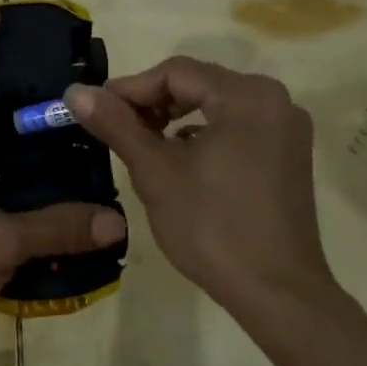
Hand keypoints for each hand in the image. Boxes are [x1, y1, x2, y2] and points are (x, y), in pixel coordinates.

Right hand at [64, 57, 336, 317]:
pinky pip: (238, 126)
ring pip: (217, 106)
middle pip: (199, 84)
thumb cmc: (212, 227)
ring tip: (144, 146)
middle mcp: (275, 100)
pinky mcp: (289, 154)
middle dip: (153, 103)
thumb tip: (76, 91)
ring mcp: (287, 128)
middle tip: (117, 129)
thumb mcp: (155, 172)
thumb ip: (116, 125)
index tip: (96, 111)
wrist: (277, 293)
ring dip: (176, 119)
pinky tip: (182, 162)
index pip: (176, 72)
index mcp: (247, 96)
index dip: (131, 89)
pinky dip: (205, 135)